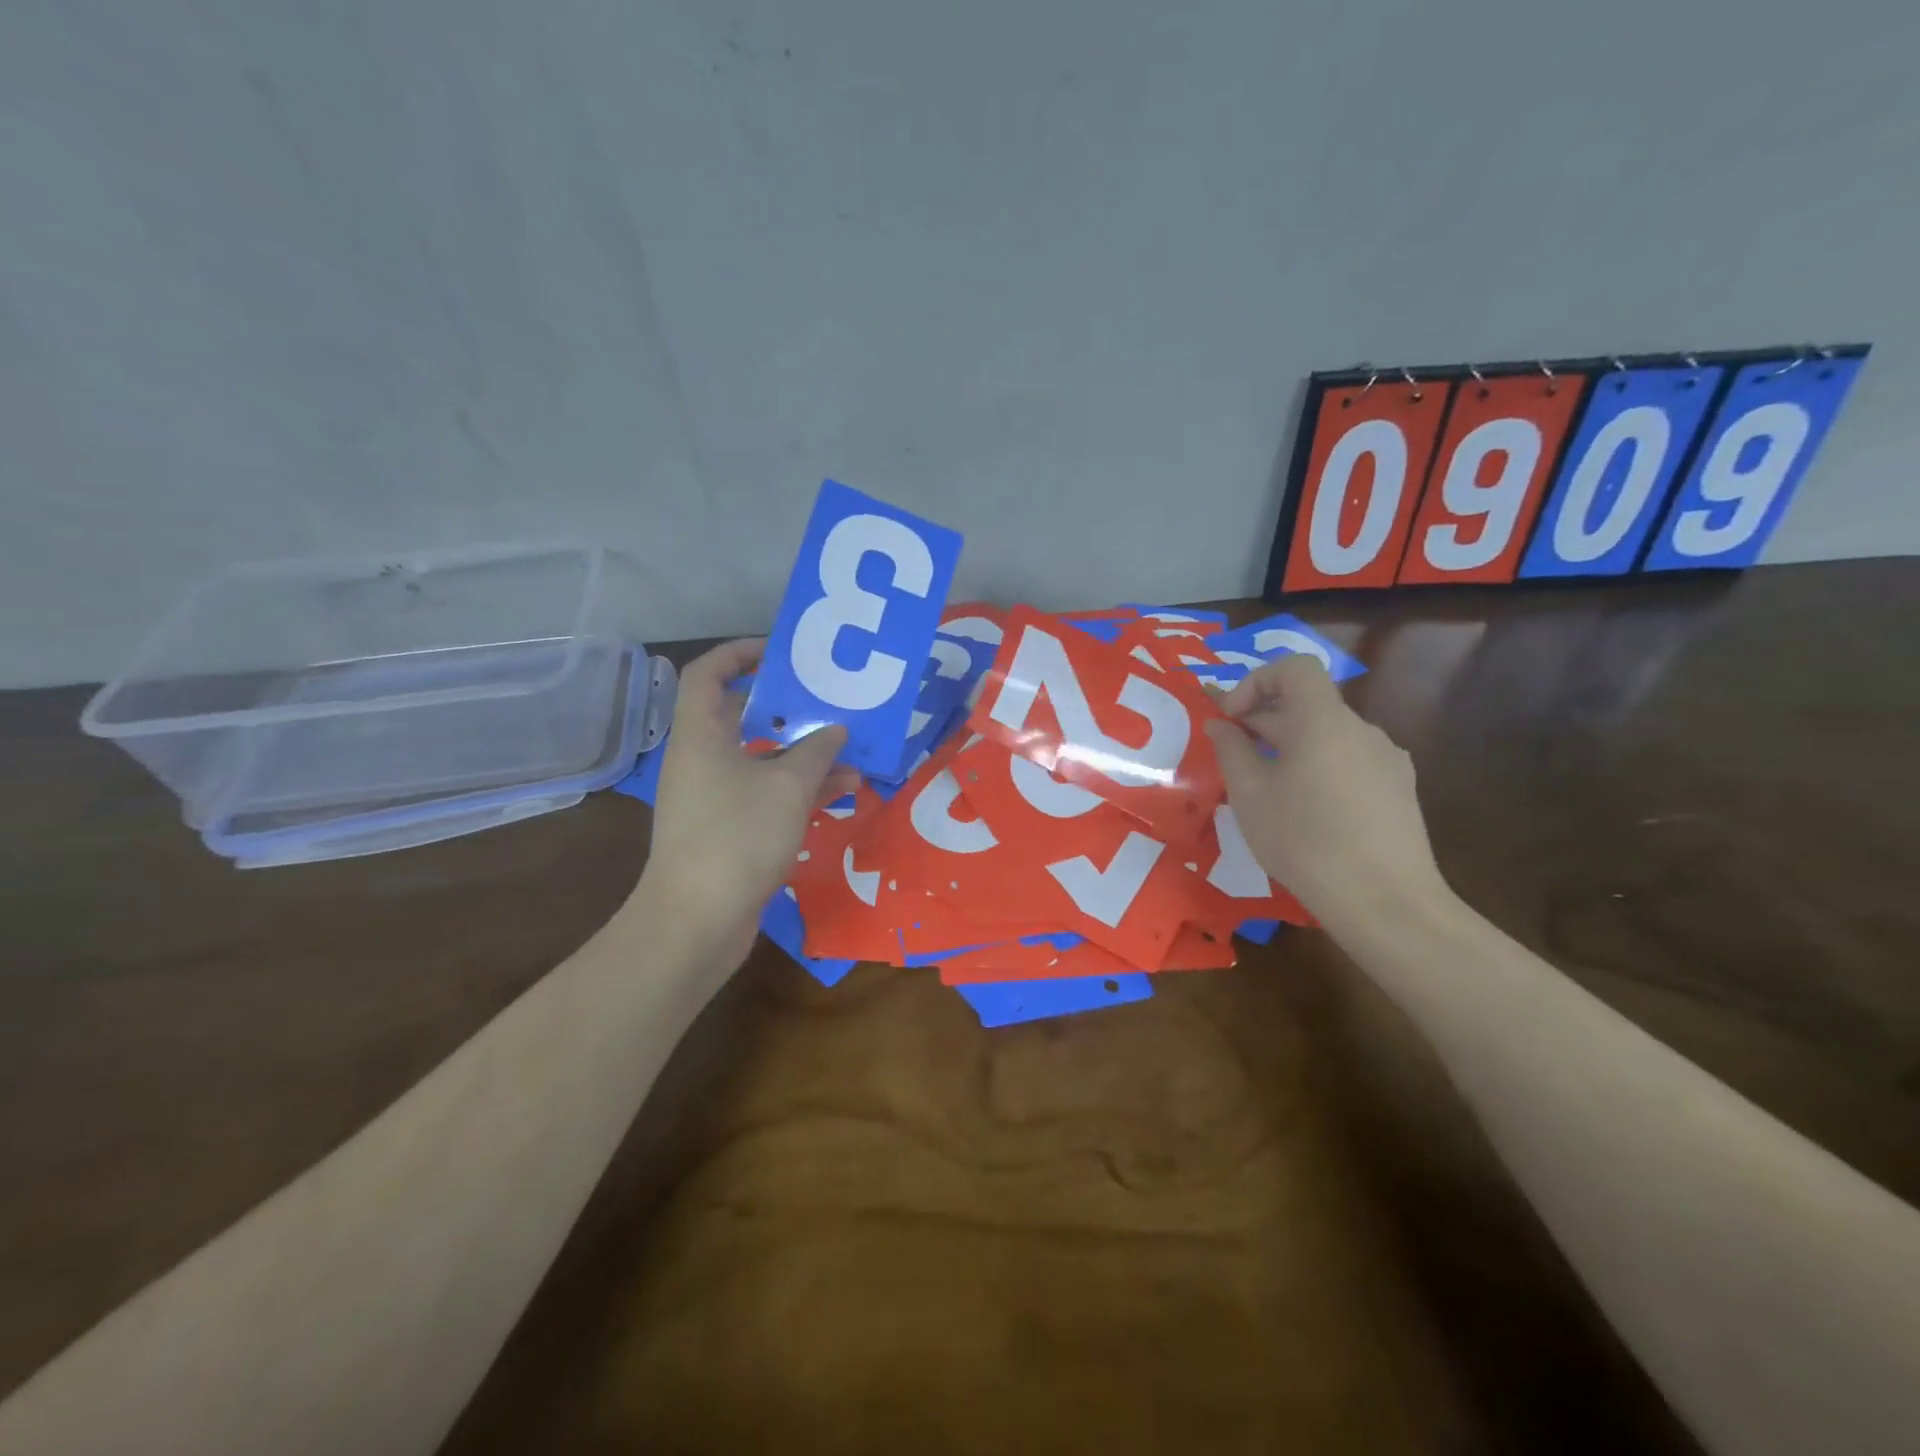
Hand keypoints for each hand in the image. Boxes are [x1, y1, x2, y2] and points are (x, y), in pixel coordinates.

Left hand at [636, 639, 857, 967]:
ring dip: (803, 754)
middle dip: (787, 708)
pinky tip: (844, 790)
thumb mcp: (787, 787)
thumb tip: (835, 730)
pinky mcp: (728, 830)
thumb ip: (815, 752)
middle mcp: (702, 760)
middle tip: (828, 700)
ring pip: (761, 760)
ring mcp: (714, 797)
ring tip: (851, 748)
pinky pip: (766, 795)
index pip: (709, 673)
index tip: (782, 653)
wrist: (696, 921)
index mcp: (701, 735)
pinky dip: (800, 789)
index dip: (741, 653)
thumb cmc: (737, 836)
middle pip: (741, 717)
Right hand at [1205, 655, 1447, 928]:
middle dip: (1264, 721)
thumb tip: (1220, 724)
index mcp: (1324, 721)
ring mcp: (1388, 759)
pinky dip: (1320, 768)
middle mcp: (1362, 729)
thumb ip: (1231, 749)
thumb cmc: (1304, 841)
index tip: (1232, 719)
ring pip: (1328, 736)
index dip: (1255, 681)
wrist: (1385, 902)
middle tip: (1231, 754)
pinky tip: (1309, 812)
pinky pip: (1350, 761)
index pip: (1293, 668)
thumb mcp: (1250, 795)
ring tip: (1267, 790)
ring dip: (1291, 747)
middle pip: (1308, 704)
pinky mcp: (1400, 790)